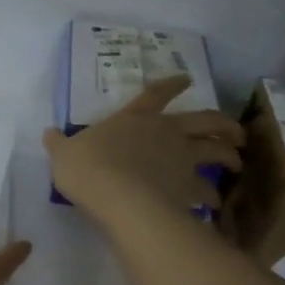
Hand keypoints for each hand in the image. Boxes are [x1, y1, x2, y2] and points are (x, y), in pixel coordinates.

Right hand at [43, 75, 244, 223]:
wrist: (117, 197)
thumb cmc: (89, 168)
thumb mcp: (65, 154)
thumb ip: (60, 144)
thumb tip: (48, 133)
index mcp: (135, 118)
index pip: (156, 94)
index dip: (172, 84)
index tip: (187, 79)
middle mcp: (166, 133)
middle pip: (204, 121)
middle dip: (223, 124)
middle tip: (236, 132)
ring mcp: (181, 160)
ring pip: (216, 153)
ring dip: (229, 157)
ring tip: (236, 165)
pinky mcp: (188, 188)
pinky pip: (207, 192)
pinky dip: (212, 197)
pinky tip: (214, 205)